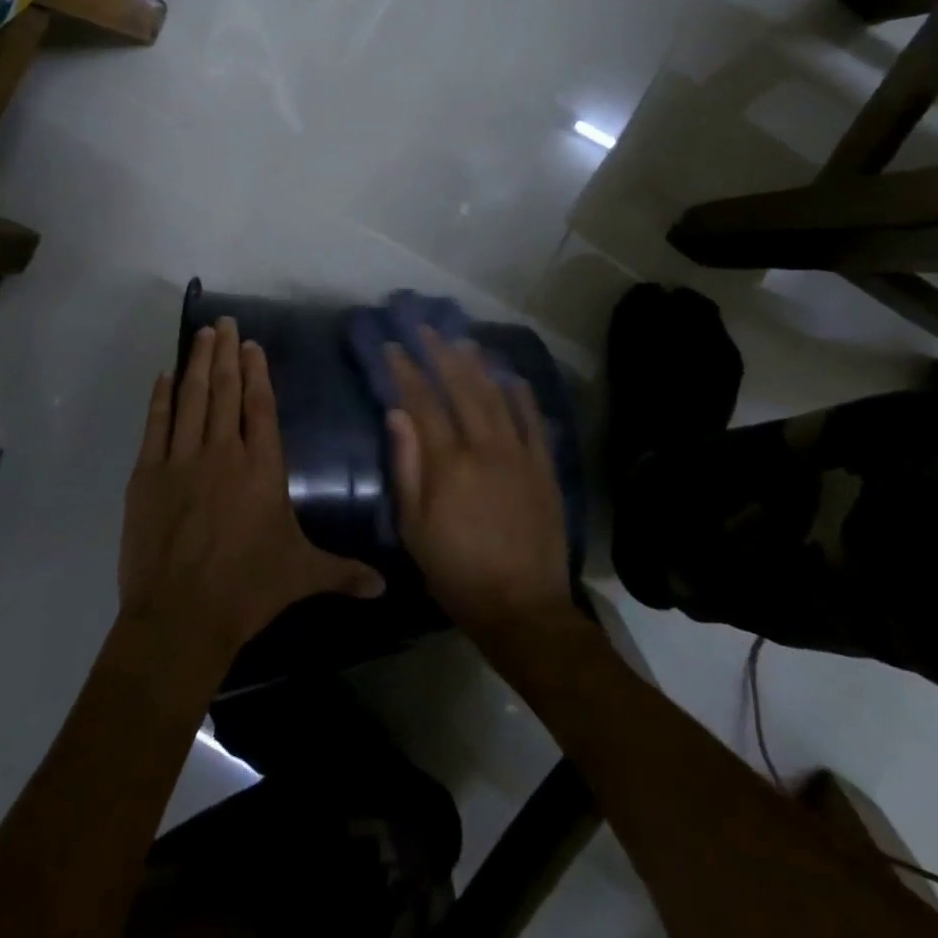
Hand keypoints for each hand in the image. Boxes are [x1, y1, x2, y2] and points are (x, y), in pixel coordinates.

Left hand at [119, 317, 385, 668]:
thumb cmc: (248, 590)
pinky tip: (164, 376)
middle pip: (225, 390)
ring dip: (197, 363)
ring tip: (201, 335)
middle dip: (225, 353)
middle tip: (224, 322)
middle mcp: (224, 452)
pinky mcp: (148, 475)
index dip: (256, 372)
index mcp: (262, 468)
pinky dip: (161, 397)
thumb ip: (343, 572)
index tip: (251, 345)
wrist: (181, 616)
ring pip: (191, 398)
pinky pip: (157, 424)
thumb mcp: (302, 575)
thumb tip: (385, 586)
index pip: (260, 406)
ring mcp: (182, 460)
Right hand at [386, 331, 576, 648]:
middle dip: (441, 354)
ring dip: (478, 365)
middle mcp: (485, 447)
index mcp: (449, 462)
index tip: (393, 348)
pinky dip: (522, 395)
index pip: (422, 402)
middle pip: (461, 388)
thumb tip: (397, 414)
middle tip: (427, 329)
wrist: (522, 608)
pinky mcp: (544, 468)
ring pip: (497, 396)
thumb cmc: (457, 571)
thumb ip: (406, 466)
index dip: (406, 371)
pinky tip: (512, 377)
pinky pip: (534, 421)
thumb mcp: (415, 527)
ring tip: (464, 341)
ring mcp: (520, 454)